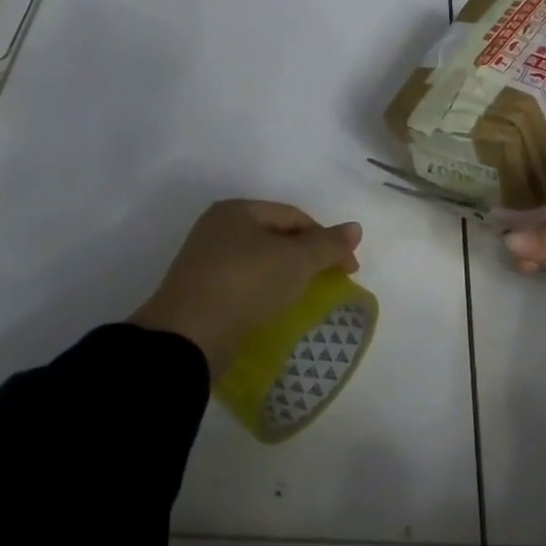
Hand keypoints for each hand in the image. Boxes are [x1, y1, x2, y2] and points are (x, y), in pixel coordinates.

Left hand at [130, 200, 362, 374]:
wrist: (189, 335)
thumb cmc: (245, 283)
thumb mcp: (295, 260)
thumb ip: (328, 244)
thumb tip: (355, 228)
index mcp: (236, 210)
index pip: (293, 216)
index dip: (325, 238)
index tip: (349, 269)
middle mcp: (217, 229)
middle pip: (276, 237)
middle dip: (307, 257)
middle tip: (332, 282)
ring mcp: (206, 262)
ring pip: (260, 262)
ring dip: (287, 276)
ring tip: (307, 297)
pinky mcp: (202, 292)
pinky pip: (245, 285)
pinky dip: (266, 292)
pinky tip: (277, 308)